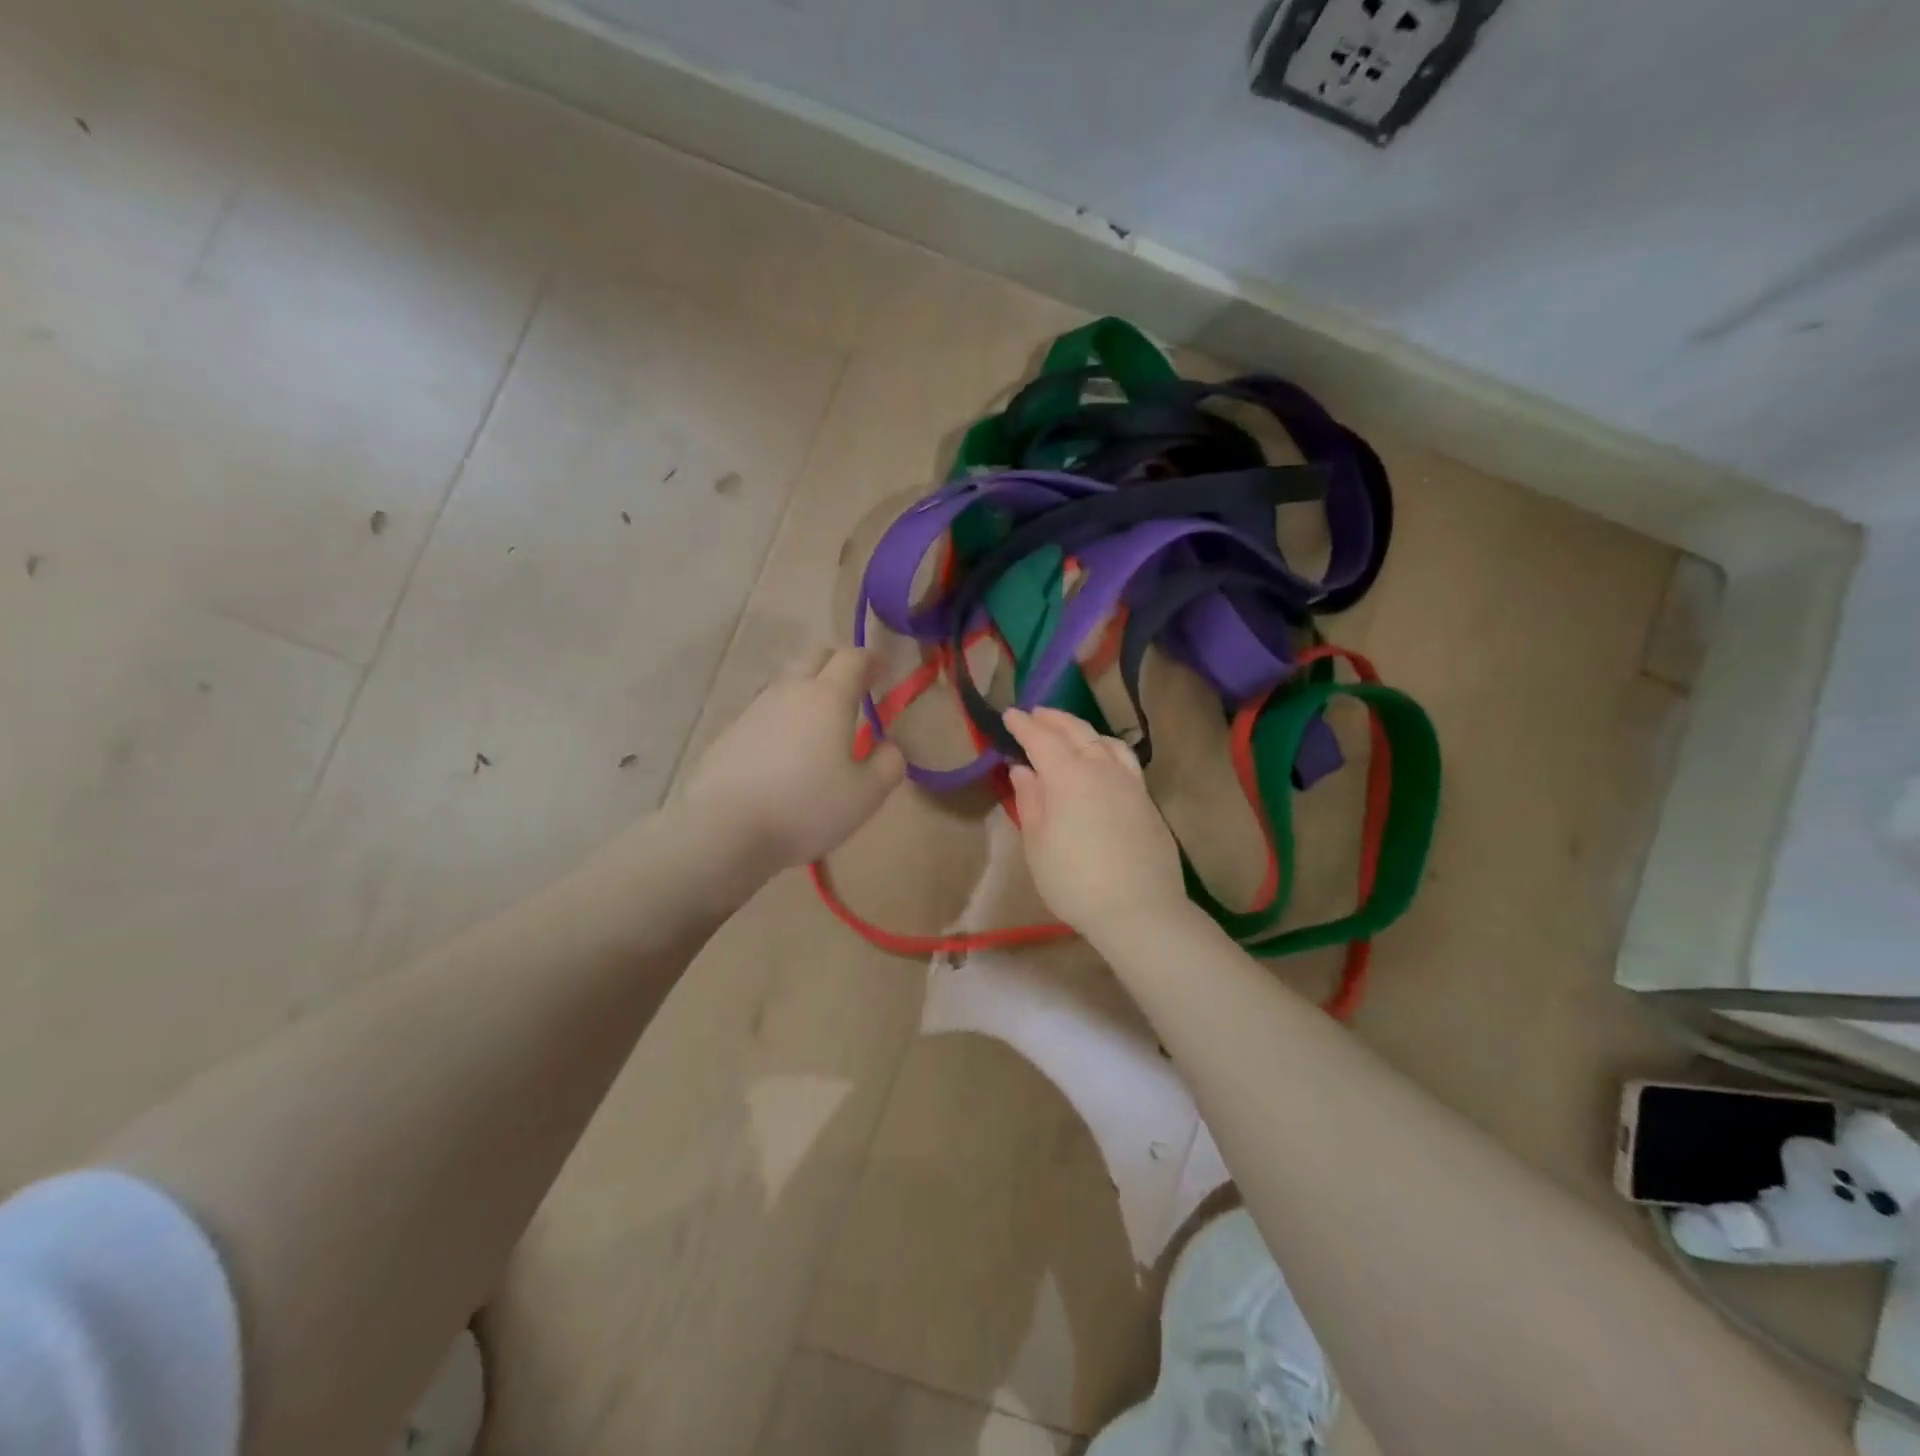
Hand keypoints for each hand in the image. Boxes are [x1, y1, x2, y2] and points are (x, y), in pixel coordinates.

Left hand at [681, 646, 905, 873]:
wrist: (725, 829)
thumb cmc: (806, 807)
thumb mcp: (865, 795)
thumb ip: (888, 766)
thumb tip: (890, 747)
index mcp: (828, 697)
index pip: (853, 657)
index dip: (871, 660)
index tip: (882, 674)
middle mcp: (790, 692)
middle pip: (815, 657)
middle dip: (838, 666)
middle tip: (853, 692)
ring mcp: (755, 709)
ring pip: (787, 683)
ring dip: (807, 692)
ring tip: (819, 726)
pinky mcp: (730, 732)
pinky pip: (764, 712)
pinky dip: (782, 719)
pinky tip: (784, 752)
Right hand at [1002, 707, 1187, 938]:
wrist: (1139, 909)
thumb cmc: (1075, 881)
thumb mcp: (1038, 845)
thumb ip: (1030, 802)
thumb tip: (1023, 770)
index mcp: (1068, 776)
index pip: (1041, 739)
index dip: (1023, 726)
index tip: (1009, 715)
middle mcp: (1101, 768)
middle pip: (1076, 732)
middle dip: (1052, 719)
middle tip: (1034, 714)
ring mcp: (1129, 782)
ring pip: (1103, 741)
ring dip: (1081, 729)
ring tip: (1067, 731)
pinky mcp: (1146, 799)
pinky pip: (1123, 758)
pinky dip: (1105, 746)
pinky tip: (1103, 757)